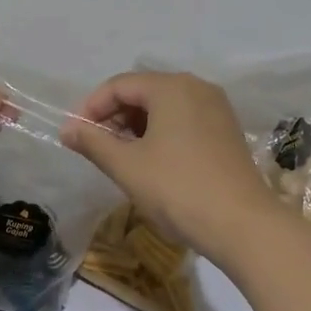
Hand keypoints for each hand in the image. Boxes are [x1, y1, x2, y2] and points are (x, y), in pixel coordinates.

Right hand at [62, 70, 282, 261]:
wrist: (243, 225)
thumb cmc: (178, 189)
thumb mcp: (127, 166)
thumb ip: (93, 142)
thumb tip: (67, 129)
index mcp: (171, 87)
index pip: (119, 85)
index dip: (91, 107)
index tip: (75, 135)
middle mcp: (196, 87)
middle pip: (143, 91)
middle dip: (114, 116)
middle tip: (96, 147)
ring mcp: (216, 108)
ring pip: (164, 106)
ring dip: (136, 126)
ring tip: (120, 157)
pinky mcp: (226, 130)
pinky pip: (184, 119)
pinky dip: (161, 133)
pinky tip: (152, 161)